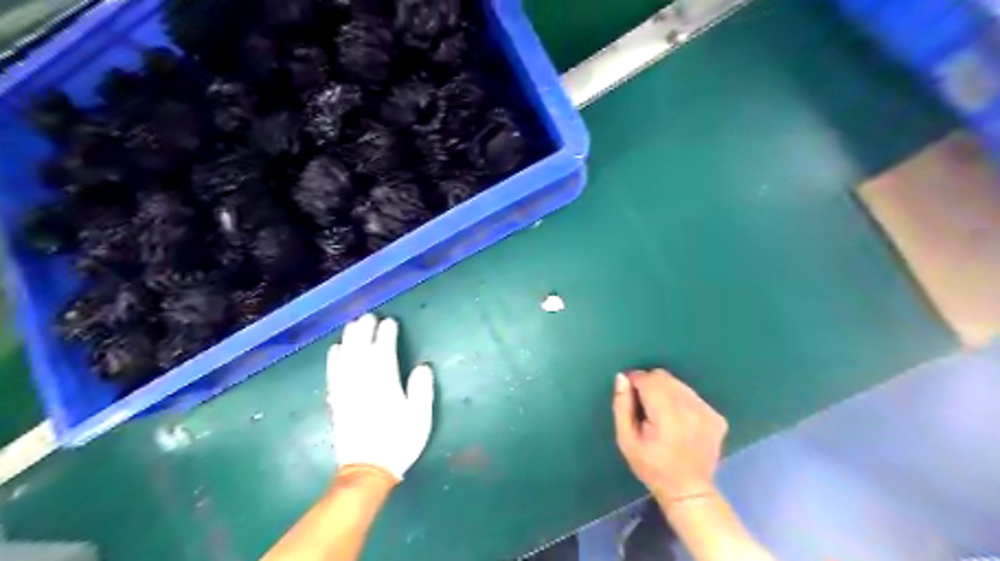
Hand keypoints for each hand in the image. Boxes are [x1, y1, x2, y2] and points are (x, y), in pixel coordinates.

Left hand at [329, 315, 434, 481]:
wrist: (367, 470)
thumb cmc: (398, 443)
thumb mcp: (420, 419)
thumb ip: (421, 391)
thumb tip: (422, 367)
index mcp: (385, 386)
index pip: (384, 353)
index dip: (386, 335)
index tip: (390, 322)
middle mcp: (363, 384)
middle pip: (362, 351)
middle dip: (365, 331)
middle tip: (368, 316)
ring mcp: (347, 393)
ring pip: (346, 359)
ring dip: (349, 340)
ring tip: (352, 325)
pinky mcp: (337, 402)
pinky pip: (333, 376)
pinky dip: (334, 361)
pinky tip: (335, 350)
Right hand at [609, 370, 727, 501]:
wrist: (688, 491)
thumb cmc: (651, 466)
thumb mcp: (626, 440)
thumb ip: (622, 406)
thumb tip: (622, 378)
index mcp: (667, 414)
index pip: (648, 379)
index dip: (635, 381)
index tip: (629, 393)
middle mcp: (690, 408)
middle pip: (664, 377)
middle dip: (650, 385)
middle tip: (644, 407)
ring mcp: (707, 411)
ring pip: (679, 385)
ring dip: (666, 392)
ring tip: (662, 415)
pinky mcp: (717, 417)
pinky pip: (692, 396)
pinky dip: (682, 401)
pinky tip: (679, 421)